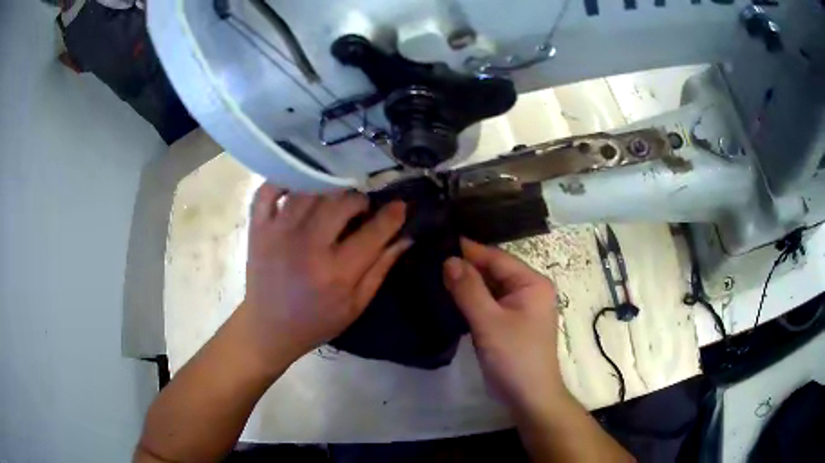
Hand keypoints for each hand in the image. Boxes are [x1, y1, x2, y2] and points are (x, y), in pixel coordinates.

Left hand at [241, 184, 410, 367]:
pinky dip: (284, 180)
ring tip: (333, 199)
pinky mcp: (258, 227)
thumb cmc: (316, 321)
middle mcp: (307, 246)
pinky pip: (269, 190)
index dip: (392, 215)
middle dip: (359, 200)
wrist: (268, 328)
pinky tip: (300, 186)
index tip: (399, 206)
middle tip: (360, 209)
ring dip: (329, 188)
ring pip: (311, 190)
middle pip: (341, 202)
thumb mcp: (356, 305)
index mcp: (336, 273)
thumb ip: (381, 269)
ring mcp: (278, 233)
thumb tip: (406, 237)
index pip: (374, 231)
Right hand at [443, 238, 562, 413]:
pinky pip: (488, 304)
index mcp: (532, 282)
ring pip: (488, 288)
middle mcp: (528, 289)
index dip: (467, 250)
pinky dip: (470, 300)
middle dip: (464, 267)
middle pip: (493, 271)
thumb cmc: (515, 357)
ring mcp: (519, 307)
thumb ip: (468, 289)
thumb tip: (448, 259)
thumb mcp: (489, 322)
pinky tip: (448, 297)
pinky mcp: (509, 323)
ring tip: (432, 274)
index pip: (496, 257)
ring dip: (465, 284)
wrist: (529, 397)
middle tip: (429, 259)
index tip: (436, 242)